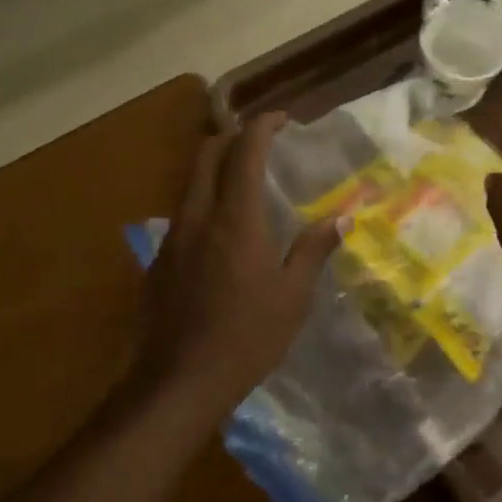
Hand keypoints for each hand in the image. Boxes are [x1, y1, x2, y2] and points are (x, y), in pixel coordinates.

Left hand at [133, 113, 343, 413]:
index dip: (262, 126)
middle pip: (205, 154)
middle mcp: (197, 216)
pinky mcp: (158, 260)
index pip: (244, 151)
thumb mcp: (293, 296)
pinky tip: (221, 235)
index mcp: (235, 219)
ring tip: (243, 185)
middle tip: (260, 145)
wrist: (179, 381)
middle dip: (232, 137)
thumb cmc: (247, 337)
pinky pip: (182, 215)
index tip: (282, 120)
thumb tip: (343, 217)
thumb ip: (314, 250)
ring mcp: (172, 237)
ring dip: (214, 170)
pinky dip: (203, 204)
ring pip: (189, 183)